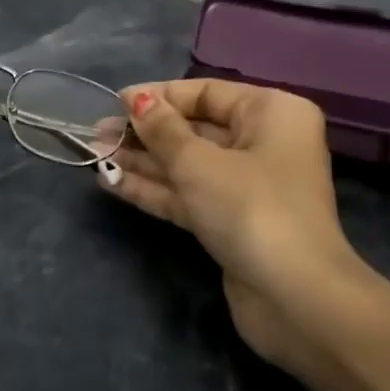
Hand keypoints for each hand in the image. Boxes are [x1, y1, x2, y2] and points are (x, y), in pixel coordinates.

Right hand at [105, 79, 364, 372]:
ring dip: (142, 161)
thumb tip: (135, 100)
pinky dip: (154, 188)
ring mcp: (247, 186)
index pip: (206, 93)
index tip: (114, 102)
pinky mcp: (231, 221)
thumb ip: (162, 129)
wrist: (294, 297)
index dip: (159, 96)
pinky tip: (111, 181)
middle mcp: (263, 143)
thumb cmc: (250, 208)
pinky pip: (188, 194)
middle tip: (97, 133)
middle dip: (145, 132)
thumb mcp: (198, 162)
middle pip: (194, 129)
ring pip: (187, 164)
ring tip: (95, 154)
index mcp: (271, 113)